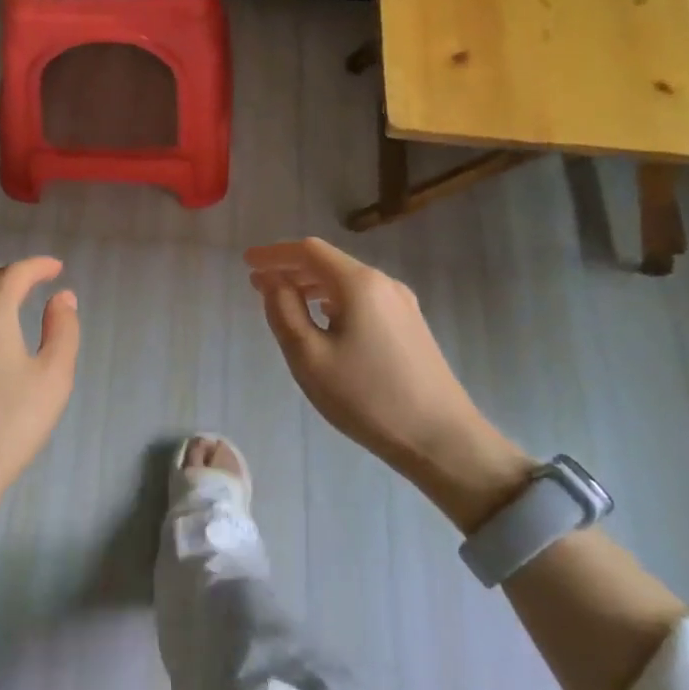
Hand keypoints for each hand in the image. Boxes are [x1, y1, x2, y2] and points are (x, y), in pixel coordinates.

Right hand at [245, 238, 531, 528]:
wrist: (441, 438)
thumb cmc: (367, 397)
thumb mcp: (310, 357)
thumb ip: (284, 312)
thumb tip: (272, 281)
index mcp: (359, 284)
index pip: (308, 251)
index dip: (274, 253)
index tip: (247, 262)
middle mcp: (383, 283)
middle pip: (329, 262)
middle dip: (290, 268)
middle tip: (258, 283)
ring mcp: (402, 304)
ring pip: (347, 281)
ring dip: (311, 285)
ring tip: (284, 300)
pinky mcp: (410, 325)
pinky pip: (362, 298)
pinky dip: (333, 299)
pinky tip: (323, 319)